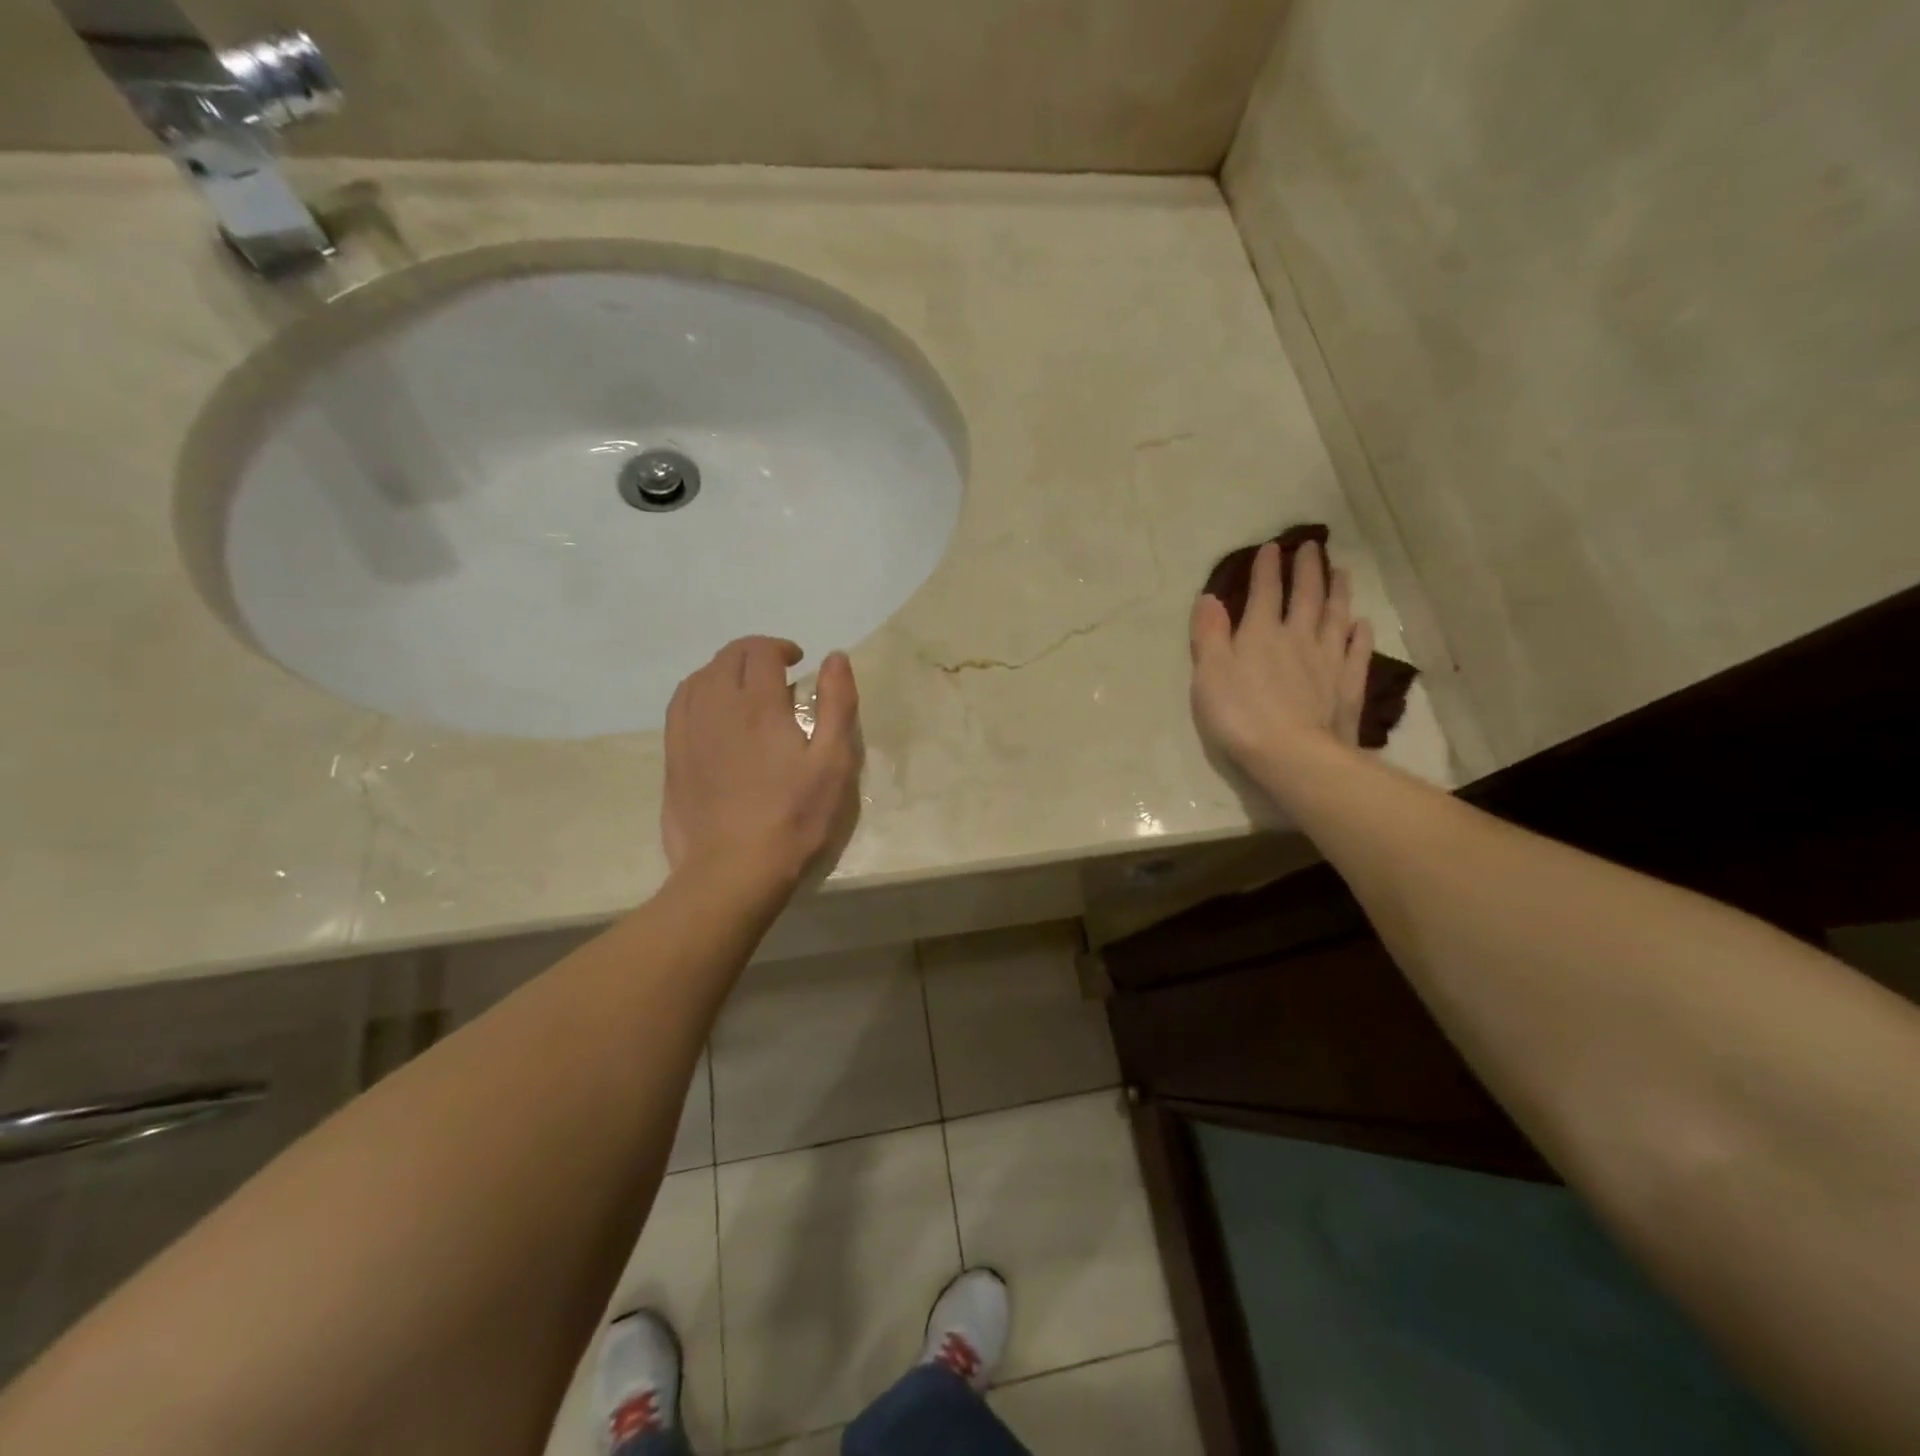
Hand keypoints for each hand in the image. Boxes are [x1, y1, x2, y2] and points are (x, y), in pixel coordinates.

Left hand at [662, 637, 861, 889]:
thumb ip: (837, 704)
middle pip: (727, 658)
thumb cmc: (794, 818)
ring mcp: (688, 732)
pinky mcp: (673, 757)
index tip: (798, 661)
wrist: (733, 871)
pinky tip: (712, 711)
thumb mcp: (833, 762)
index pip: (760, 651)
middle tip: (777, 671)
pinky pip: (679, 706)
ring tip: (744, 687)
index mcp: (758, 704)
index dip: (780, 647)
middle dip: (753, 653)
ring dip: (724, 670)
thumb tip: (835, 657)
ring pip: (699, 678)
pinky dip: (698, 693)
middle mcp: (717, 707)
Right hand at [1190, 540, 1372, 794]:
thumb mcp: (1209, 673)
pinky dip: (1360, 634)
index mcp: (1261, 633)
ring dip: (1338, 592)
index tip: (1271, 547)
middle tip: (1313, 546)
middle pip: (1307, 596)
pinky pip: (1357, 651)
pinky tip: (1362, 623)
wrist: (1293, 754)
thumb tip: (1209, 597)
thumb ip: (1209, 634)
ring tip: (1342, 572)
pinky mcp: (1348, 685)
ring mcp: (1328, 660)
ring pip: (1336, 617)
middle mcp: (1298, 637)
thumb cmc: (1240, 714)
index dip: (1266, 568)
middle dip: (1308, 569)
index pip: (1265, 592)